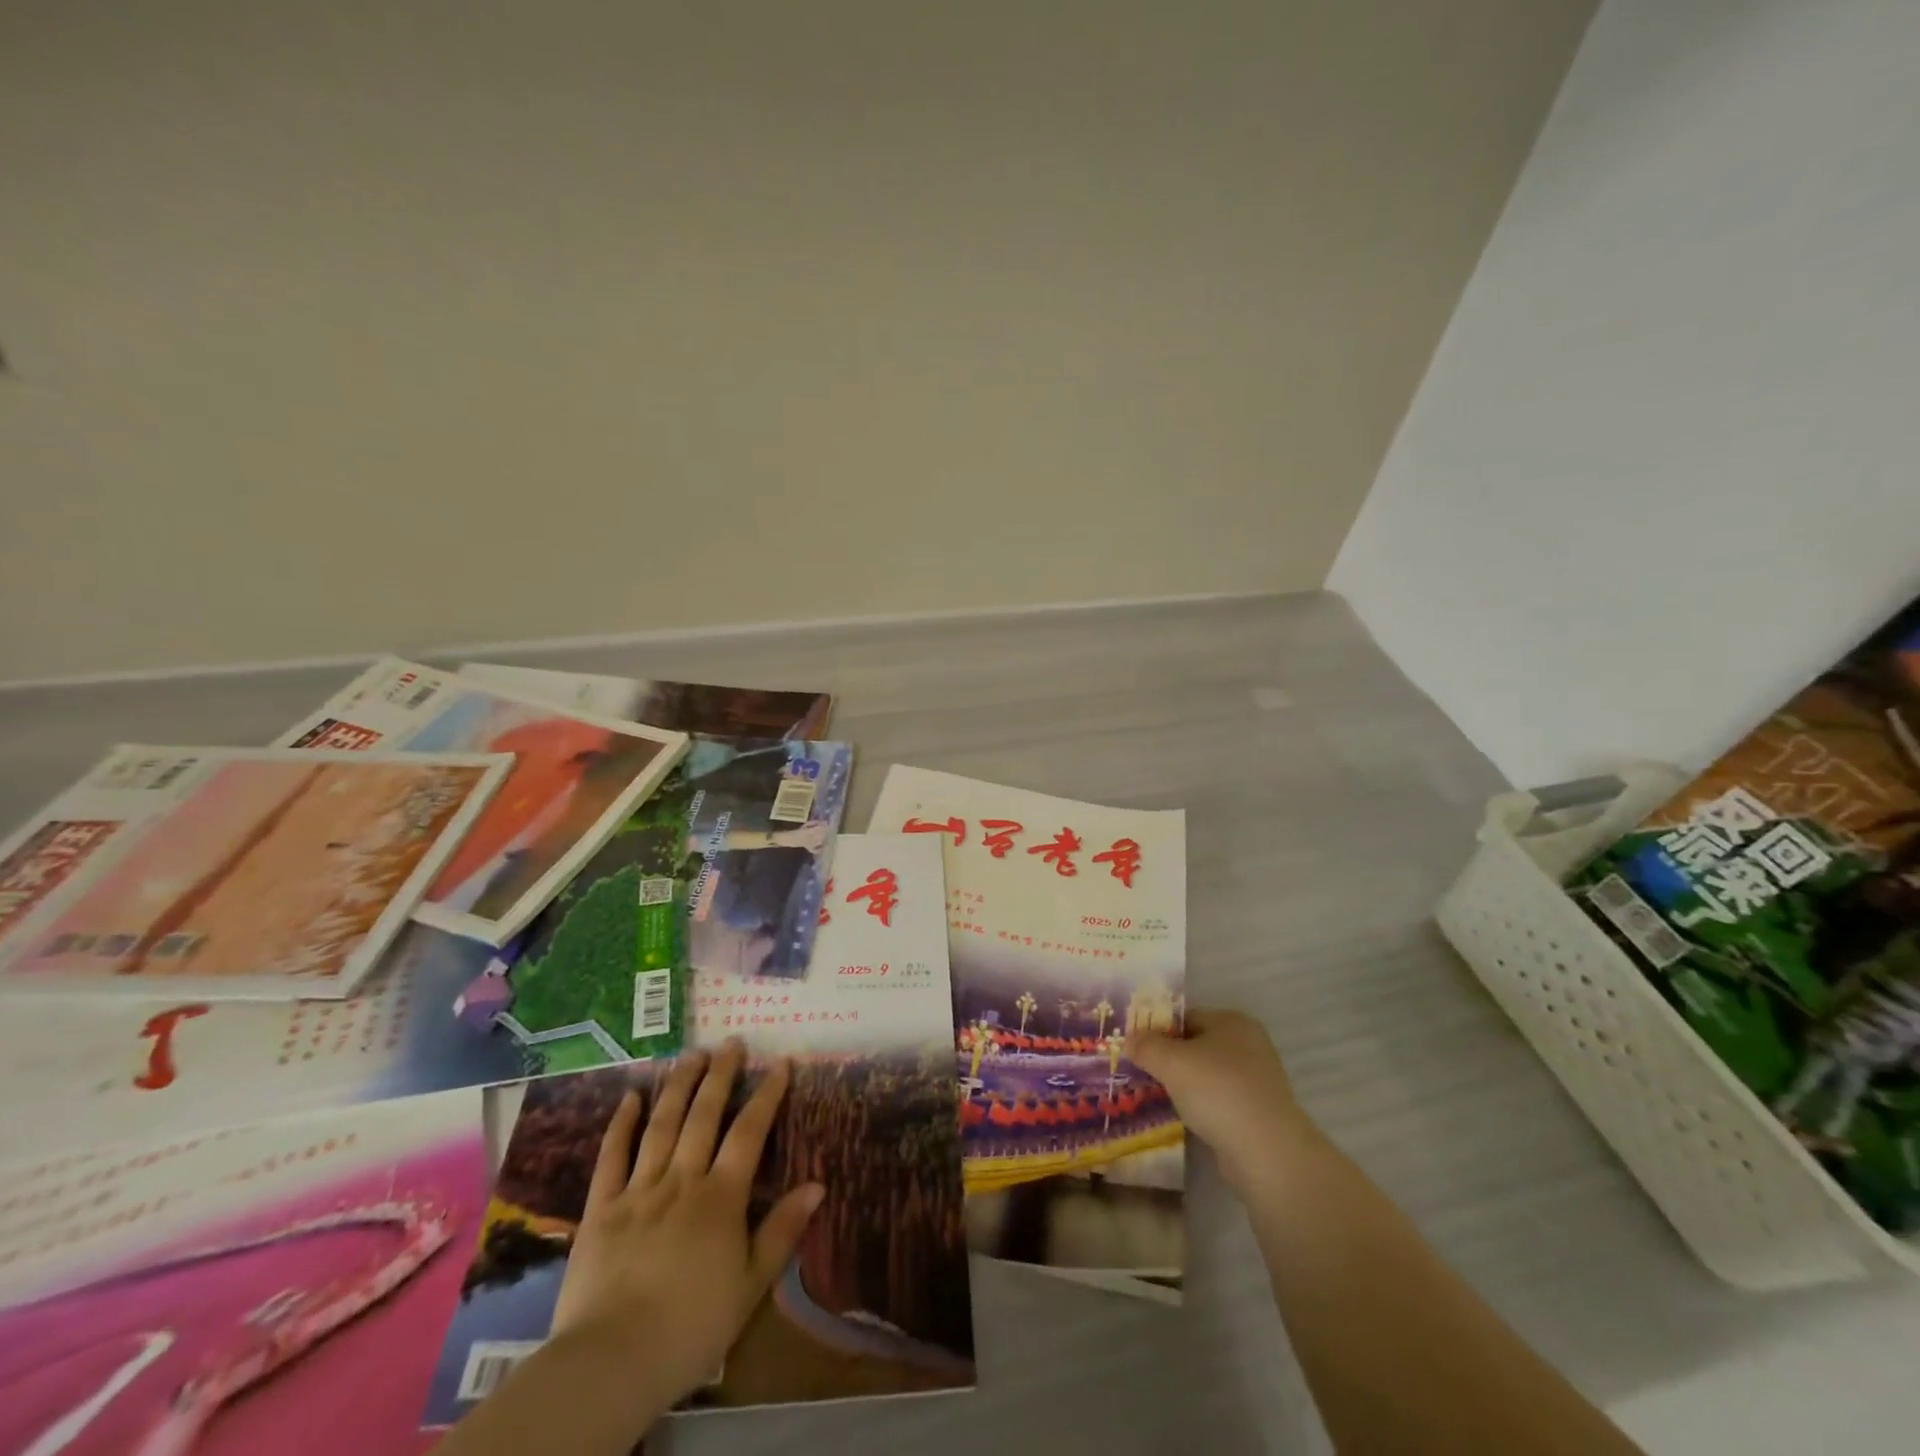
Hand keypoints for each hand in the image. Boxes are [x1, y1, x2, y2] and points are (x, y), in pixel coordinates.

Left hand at [549, 1040, 824, 1408]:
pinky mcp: (601, 1208)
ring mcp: (638, 1190)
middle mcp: (682, 1180)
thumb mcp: (751, 1285)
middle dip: (721, 1075)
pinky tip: (631, 1097)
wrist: (612, 1362)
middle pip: (704, 1115)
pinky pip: (612, 1157)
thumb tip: (818, 1184)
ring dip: (679, 1085)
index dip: (767, 1094)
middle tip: (732, 1042)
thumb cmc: (692, 1327)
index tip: (780, 1063)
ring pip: (662, 1125)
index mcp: (721, 1197)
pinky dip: (621, 1124)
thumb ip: (783, 1230)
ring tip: (692, 1053)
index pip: (749, 1132)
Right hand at [1127, 1009, 1313, 1186]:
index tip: (1136, 1050)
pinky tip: (1183, 1119)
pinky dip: (1201, 1108)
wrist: (1266, 1152)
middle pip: (1196, 1046)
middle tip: (1141, 1074)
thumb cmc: (1217, 1091)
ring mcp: (1256, 1080)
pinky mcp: (1258, 1112)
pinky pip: (1219, 1101)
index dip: (1157, 1031)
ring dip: (1184, 1086)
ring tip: (1156, 1098)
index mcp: (1232, 1021)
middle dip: (1169, 1060)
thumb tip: (1130, 1038)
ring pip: (1207, 1075)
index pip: (1185, 1018)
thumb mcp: (1171, 1062)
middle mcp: (1248, 1044)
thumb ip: (1146, 1046)